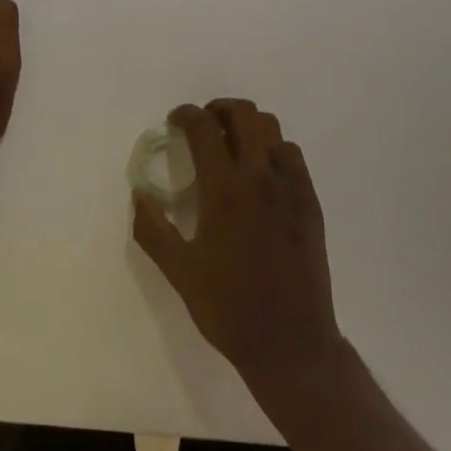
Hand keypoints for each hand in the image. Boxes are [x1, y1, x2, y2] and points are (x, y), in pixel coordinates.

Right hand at [132, 99, 344, 387]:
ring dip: (248, 126)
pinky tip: (261, 173)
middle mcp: (260, 177)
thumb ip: (152, 229)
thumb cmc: (228, 307)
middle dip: (219, 108)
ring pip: (272, 129)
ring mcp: (291, 187)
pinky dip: (272, 149)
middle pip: (245, 114)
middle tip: (203, 125)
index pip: (204, 128)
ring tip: (231, 144)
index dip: (186, 115)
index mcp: (225, 189)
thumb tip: (140, 194)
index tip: (176, 121)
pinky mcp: (310, 202)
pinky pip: (292, 155)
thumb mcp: (179, 272)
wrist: (291, 342)